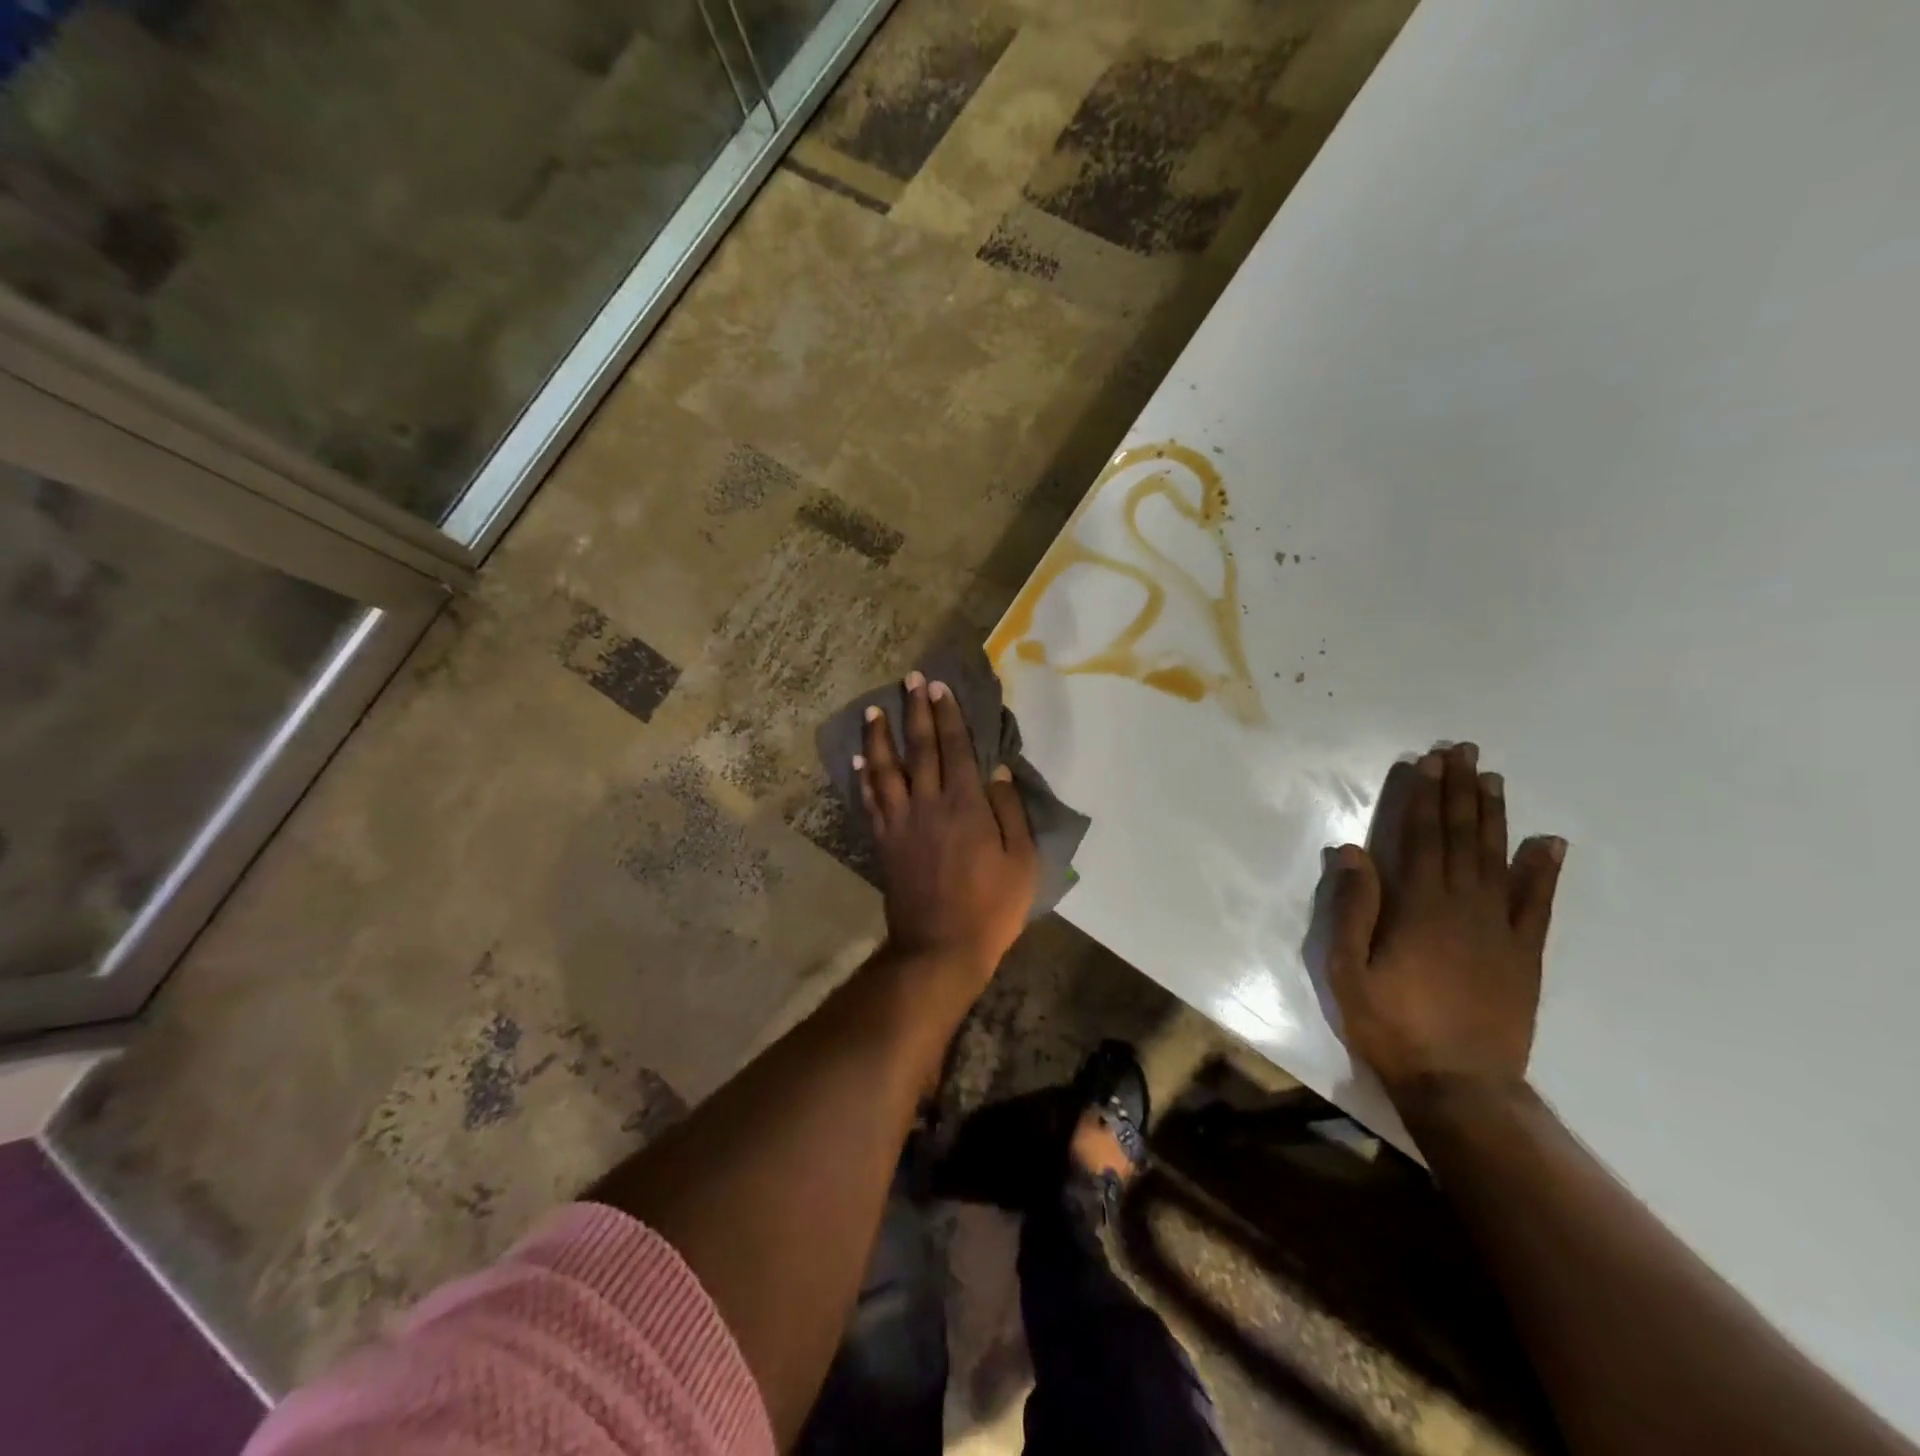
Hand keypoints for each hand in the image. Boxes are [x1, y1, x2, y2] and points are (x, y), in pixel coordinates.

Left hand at [857, 671, 1037, 980]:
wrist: (940, 947)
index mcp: (965, 806)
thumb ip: (1010, 812)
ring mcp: (900, 823)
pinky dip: (863, 778)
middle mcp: (928, 804)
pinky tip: (858, 761)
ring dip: (879, 737)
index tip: (939, 688)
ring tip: (874, 710)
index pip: (955, 749)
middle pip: (919, 749)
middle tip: (909, 681)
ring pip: (885, 769)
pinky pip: (870, 802)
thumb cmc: (991, 907)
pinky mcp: (884, 842)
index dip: (948, 716)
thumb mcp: (1021, 862)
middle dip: (915, 712)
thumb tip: (998, 771)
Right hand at [1327, 742, 1566, 1107]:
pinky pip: (1536, 903)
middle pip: (1460, 837)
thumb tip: (1352, 851)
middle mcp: (1462, 906)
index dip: (1424, 797)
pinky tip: (1549, 842)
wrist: (1459, 1084)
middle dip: (1459, 791)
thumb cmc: (1391, 1024)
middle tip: (1463, 752)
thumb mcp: (1348, 969)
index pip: (1420, 837)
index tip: (1428, 762)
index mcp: (1418, 906)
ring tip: (1492, 778)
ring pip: (1497, 858)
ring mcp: (1499, 928)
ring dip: (1493, 815)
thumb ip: (1353, 908)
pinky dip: (1543, 870)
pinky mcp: (1523, 953)